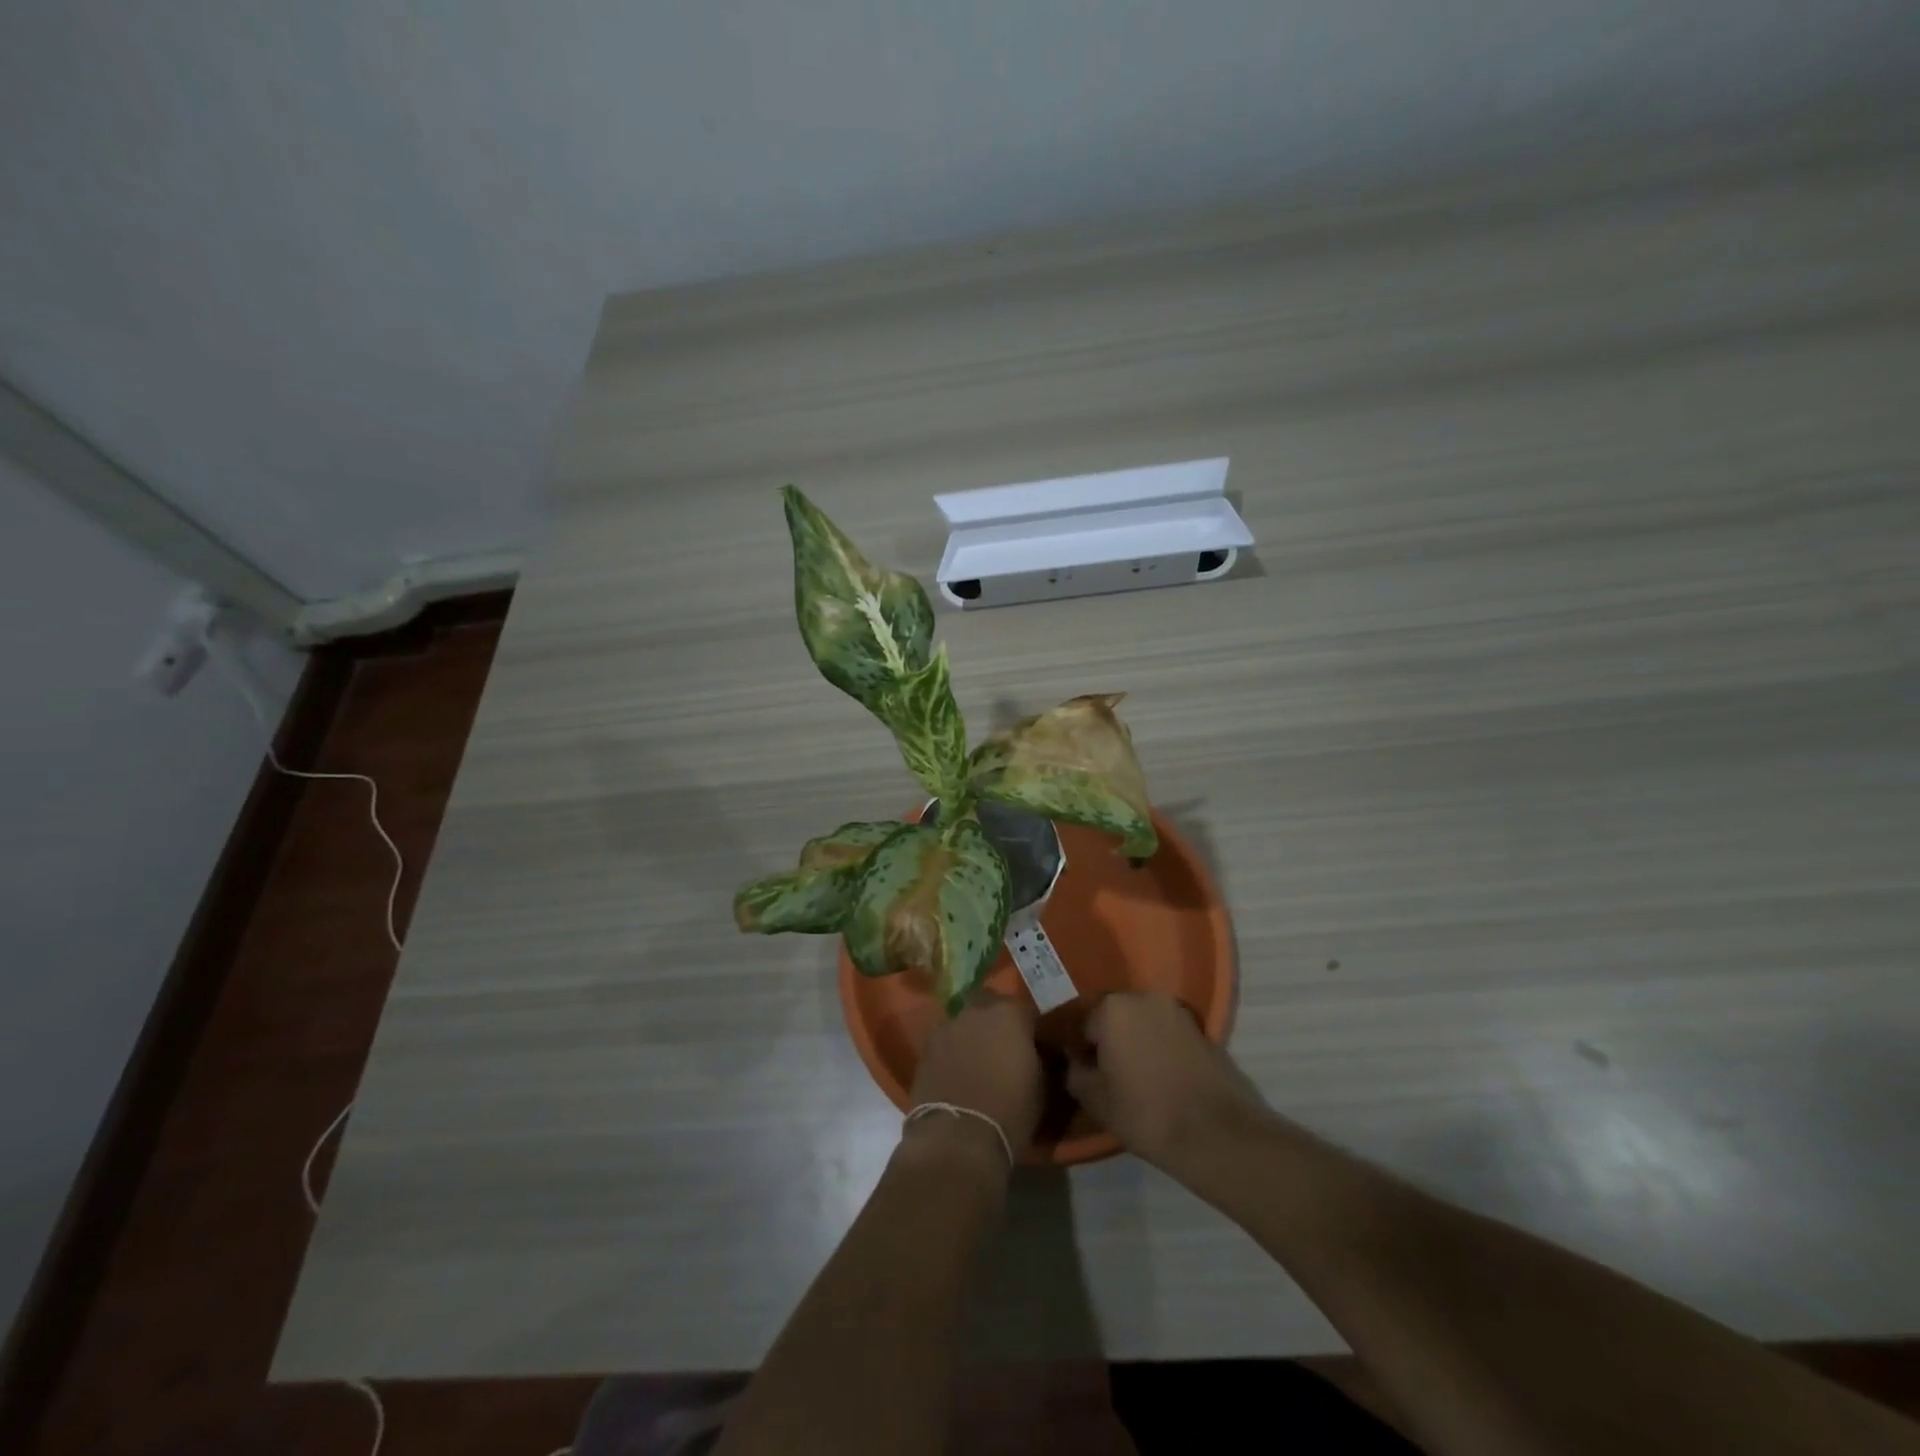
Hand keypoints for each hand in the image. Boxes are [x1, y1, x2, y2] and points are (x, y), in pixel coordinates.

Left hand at [904, 991, 1043, 1166]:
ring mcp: (946, 1027)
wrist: (958, 1139)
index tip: (1033, 1046)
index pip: (1024, 1009)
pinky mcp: (925, 1048)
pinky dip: (951, 1051)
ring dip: (971, 1034)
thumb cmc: (1010, 1112)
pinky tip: (956, 1073)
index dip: (1029, 1028)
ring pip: (963, 1021)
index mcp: (1009, 1014)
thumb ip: (1042, 1059)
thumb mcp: (1043, 1087)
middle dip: (995, 1019)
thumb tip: (1040, 1053)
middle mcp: (976, 1011)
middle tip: (1002, 1046)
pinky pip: (944, 1041)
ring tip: (976, 1061)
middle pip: (988, 1004)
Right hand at [1066, 992, 1270, 1172]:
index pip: (1081, 1024)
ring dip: (1134, 1042)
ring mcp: (1175, 1010)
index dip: (1078, 1050)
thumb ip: (1075, 1073)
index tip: (1081, 1073)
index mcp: (1111, 1008)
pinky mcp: (1201, 1028)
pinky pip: (1166, 1033)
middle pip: (1112, 1017)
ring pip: (1141, 1023)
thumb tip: (1075, 1061)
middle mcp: (1142, 997)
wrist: (1218, 1134)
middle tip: (1105, 1074)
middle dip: (1107, 1040)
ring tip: (1134, 1077)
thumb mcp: (1095, 1100)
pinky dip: (1158, 1048)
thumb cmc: (1147, 1113)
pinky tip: (1159, 1077)